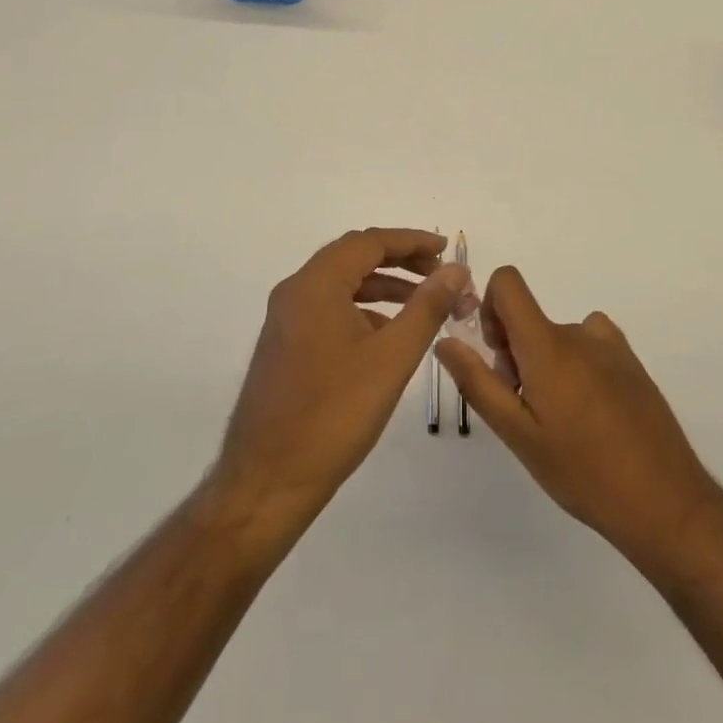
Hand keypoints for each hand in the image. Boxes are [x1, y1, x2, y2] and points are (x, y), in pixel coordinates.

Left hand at [216, 229, 468, 525]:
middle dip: (399, 261)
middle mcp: (295, 292)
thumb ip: (427, 307)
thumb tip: (455, 270)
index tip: (446, 249)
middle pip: (353, 258)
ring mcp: (286, 320)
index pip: (368, 242)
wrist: (267, 482)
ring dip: (383, 286)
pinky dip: (363, 310)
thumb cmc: (333, 415)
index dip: (411, 241)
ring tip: (424, 303)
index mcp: (315, 285)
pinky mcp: (286, 346)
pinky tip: (389, 335)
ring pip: (342, 285)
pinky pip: (330, 310)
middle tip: (439, 274)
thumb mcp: (391, 358)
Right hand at [435, 267, 720, 569]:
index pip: (508, 282)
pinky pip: (589, 346)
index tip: (496, 354)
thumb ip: (478, 382)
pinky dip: (577, 367)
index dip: (490, 306)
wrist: (665, 501)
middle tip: (526, 410)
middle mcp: (580, 332)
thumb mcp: (518, 434)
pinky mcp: (631, 363)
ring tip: (560, 422)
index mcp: (548, 344)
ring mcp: (611, 346)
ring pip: (558, 337)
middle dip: (516, 353)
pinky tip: (590, 417)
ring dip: (547, 364)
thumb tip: (445, 340)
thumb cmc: (582, 471)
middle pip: (530, 319)